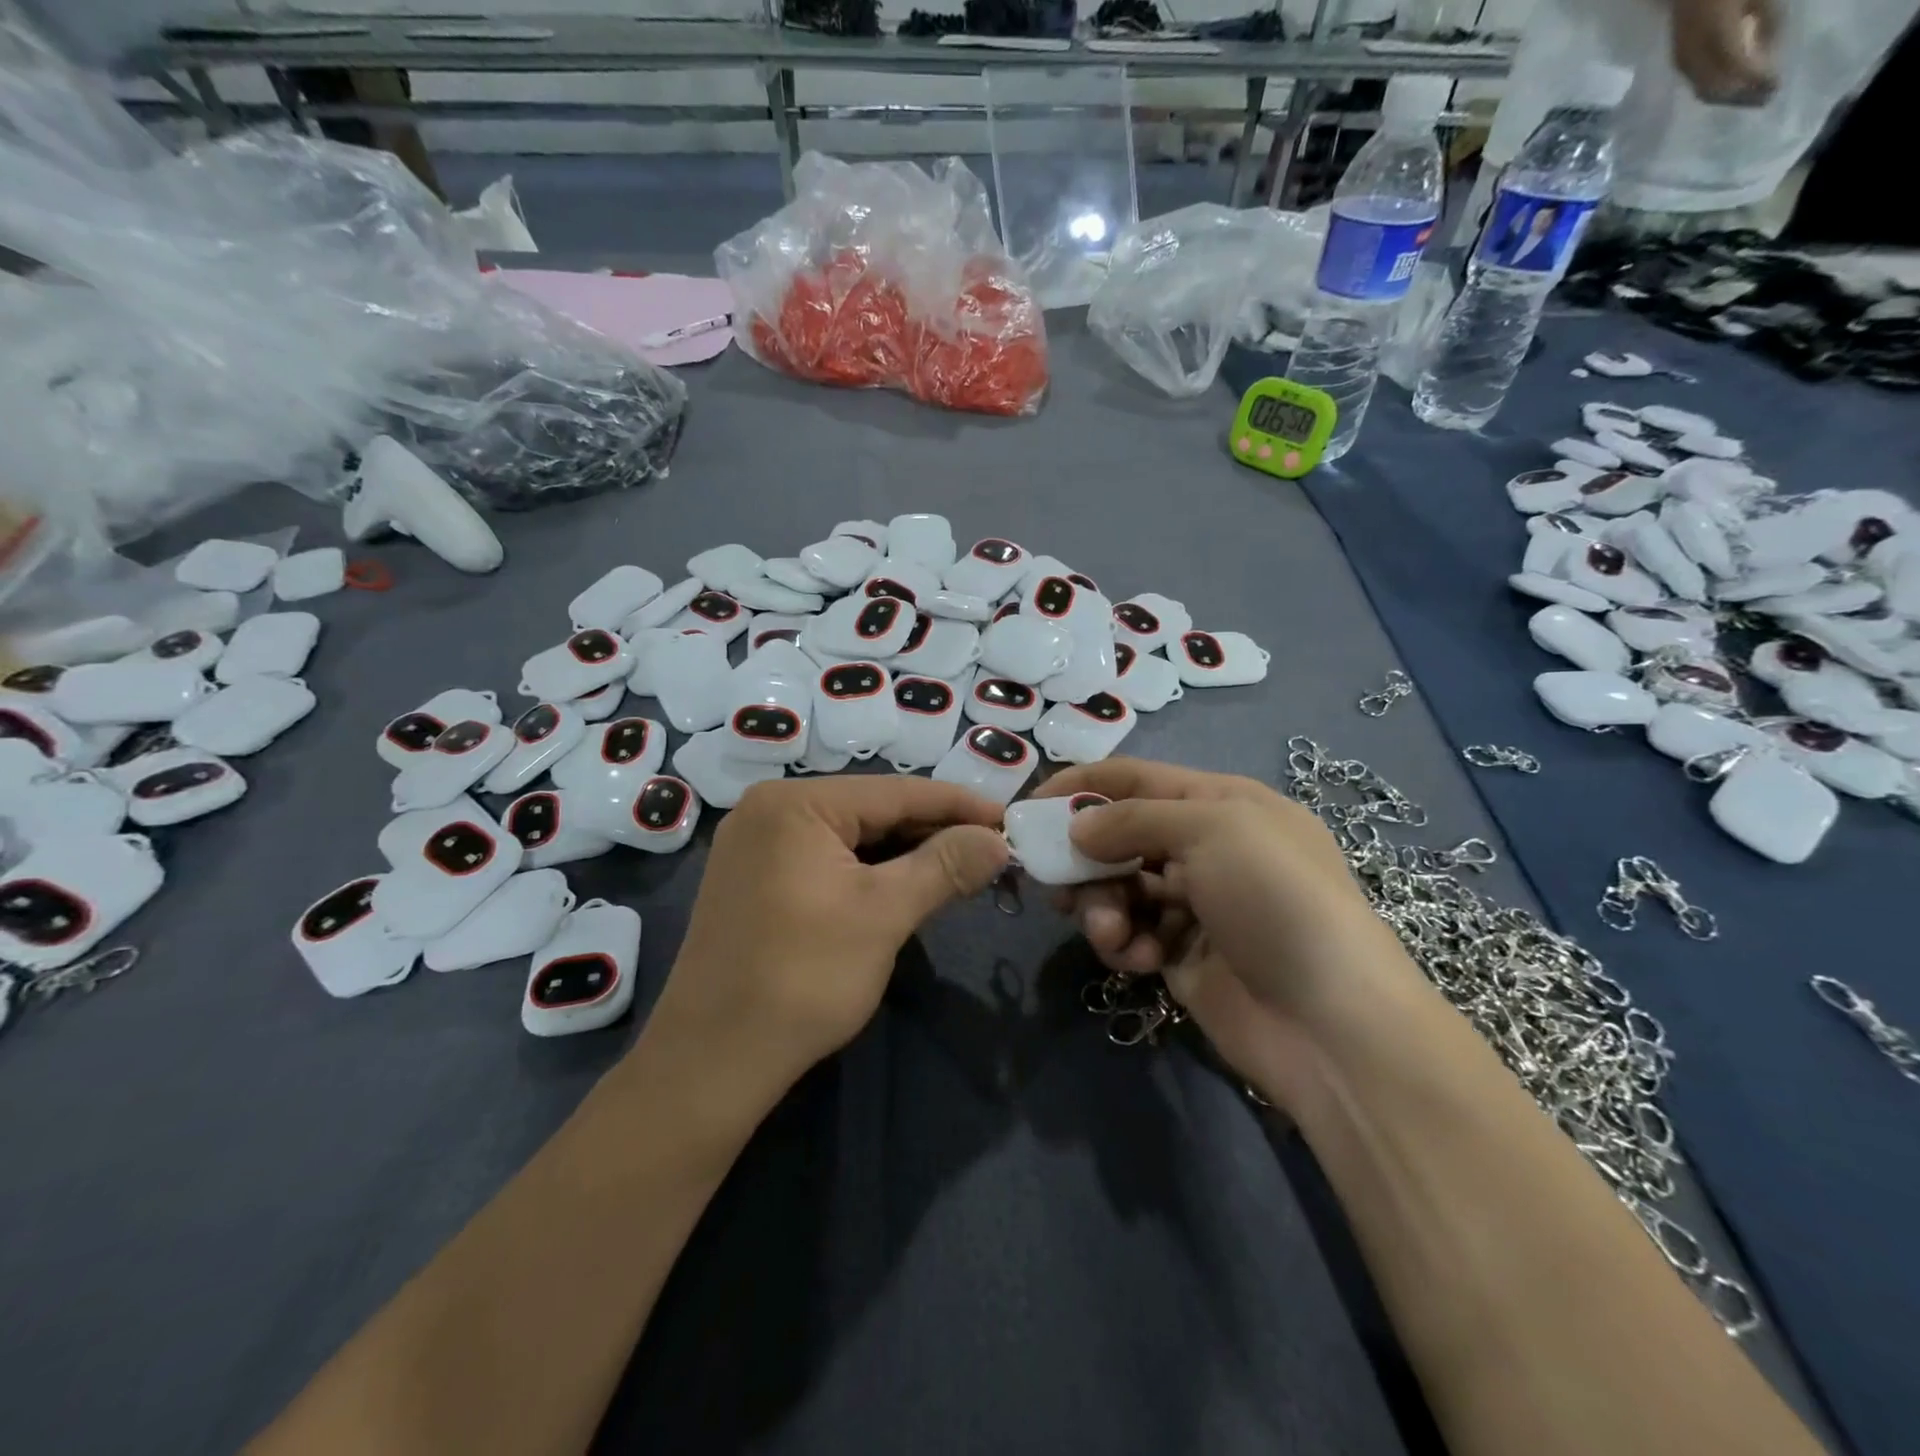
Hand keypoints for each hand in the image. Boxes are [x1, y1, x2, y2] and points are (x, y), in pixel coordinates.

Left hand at [653, 775, 1009, 1090]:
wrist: (710, 1062)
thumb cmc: (802, 978)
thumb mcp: (884, 914)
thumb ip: (944, 866)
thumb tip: (998, 839)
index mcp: (795, 803)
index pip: (896, 792)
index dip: (959, 805)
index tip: (1009, 817)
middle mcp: (770, 810)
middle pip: (871, 810)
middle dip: (933, 831)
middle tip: (990, 850)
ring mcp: (756, 845)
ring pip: (850, 836)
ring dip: (904, 853)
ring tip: (959, 868)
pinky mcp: (754, 880)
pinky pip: (826, 859)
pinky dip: (869, 871)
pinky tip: (905, 885)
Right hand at [1036, 759, 1426, 1106]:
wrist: (1331, 1023)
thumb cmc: (1275, 899)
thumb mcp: (1210, 830)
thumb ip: (1133, 819)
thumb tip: (1076, 829)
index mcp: (1221, 803)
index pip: (1135, 779)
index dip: (1080, 787)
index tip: (1028, 810)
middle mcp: (1206, 848)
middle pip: (1120, 836)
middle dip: (1085, 859)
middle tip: (1054, 884)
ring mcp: (1194, 904)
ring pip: (1119, 888)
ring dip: (1102, 907)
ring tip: (1110, 934)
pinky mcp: (1182, 955)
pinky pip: (1133, 933)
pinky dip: (1126, 943)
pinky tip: (1139, 960)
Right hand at [1671, 0, 1777, 104]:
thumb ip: (1765, 22)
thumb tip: (1768, 52)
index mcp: (1716, 35)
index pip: (1737, 68)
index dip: (1756, 79)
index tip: (1776, 86)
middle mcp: (1694, 57)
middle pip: (1716, 88)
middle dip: (1740, 97)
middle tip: (1764, 100)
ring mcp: (1683, 62)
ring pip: (1704, 91)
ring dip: (1727, 98)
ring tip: (1750, 98)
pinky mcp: (1680, 62)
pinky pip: (1698, 83)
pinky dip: (1716, 89)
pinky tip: (1731, 87)